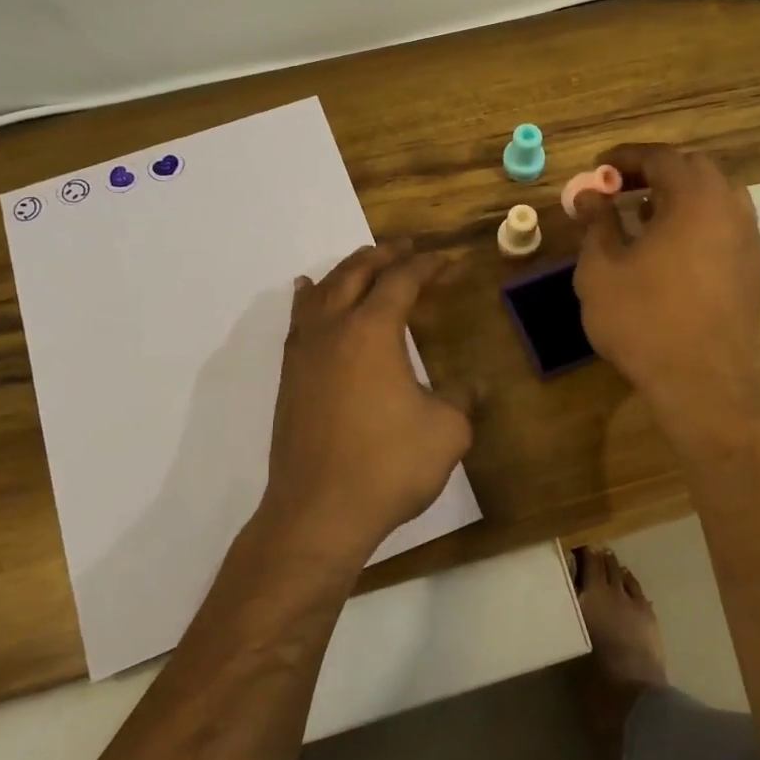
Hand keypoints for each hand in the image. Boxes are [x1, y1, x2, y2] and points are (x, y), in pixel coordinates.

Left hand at [265, 239, 472, 558]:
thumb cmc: (388, 465)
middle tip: (406, 247)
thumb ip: (460, 398)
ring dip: (346, 271)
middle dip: (383, 255)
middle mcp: (333, 329)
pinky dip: (309, 298)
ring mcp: (305, 352)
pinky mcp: (289, 377)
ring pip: (321, 291)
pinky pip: (298, 320)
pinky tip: (308, 294)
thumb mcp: (446, 431)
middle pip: (355, 272)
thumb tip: (471, 386)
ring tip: (363, 264)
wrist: (319, 511)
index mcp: (372, 331)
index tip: (446, 260)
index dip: (426, 265)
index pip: (401, 281)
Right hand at [572, 144, 759, 439]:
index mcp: (695, 198)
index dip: (625, 157)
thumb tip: (590, 196)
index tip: (598, 169)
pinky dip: (697, 223)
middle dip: (655, 173)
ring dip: (679, 197)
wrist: (700, 381)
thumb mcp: (601, 269)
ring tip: (645, 218)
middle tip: (620, 190)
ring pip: (715, 198)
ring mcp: (748, 240)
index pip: (661, 157)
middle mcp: (730, 209)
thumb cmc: (642, 319)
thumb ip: (597, 223)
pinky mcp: (754, 270)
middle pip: (694, 170)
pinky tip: (672, 251)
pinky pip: (725, 227)